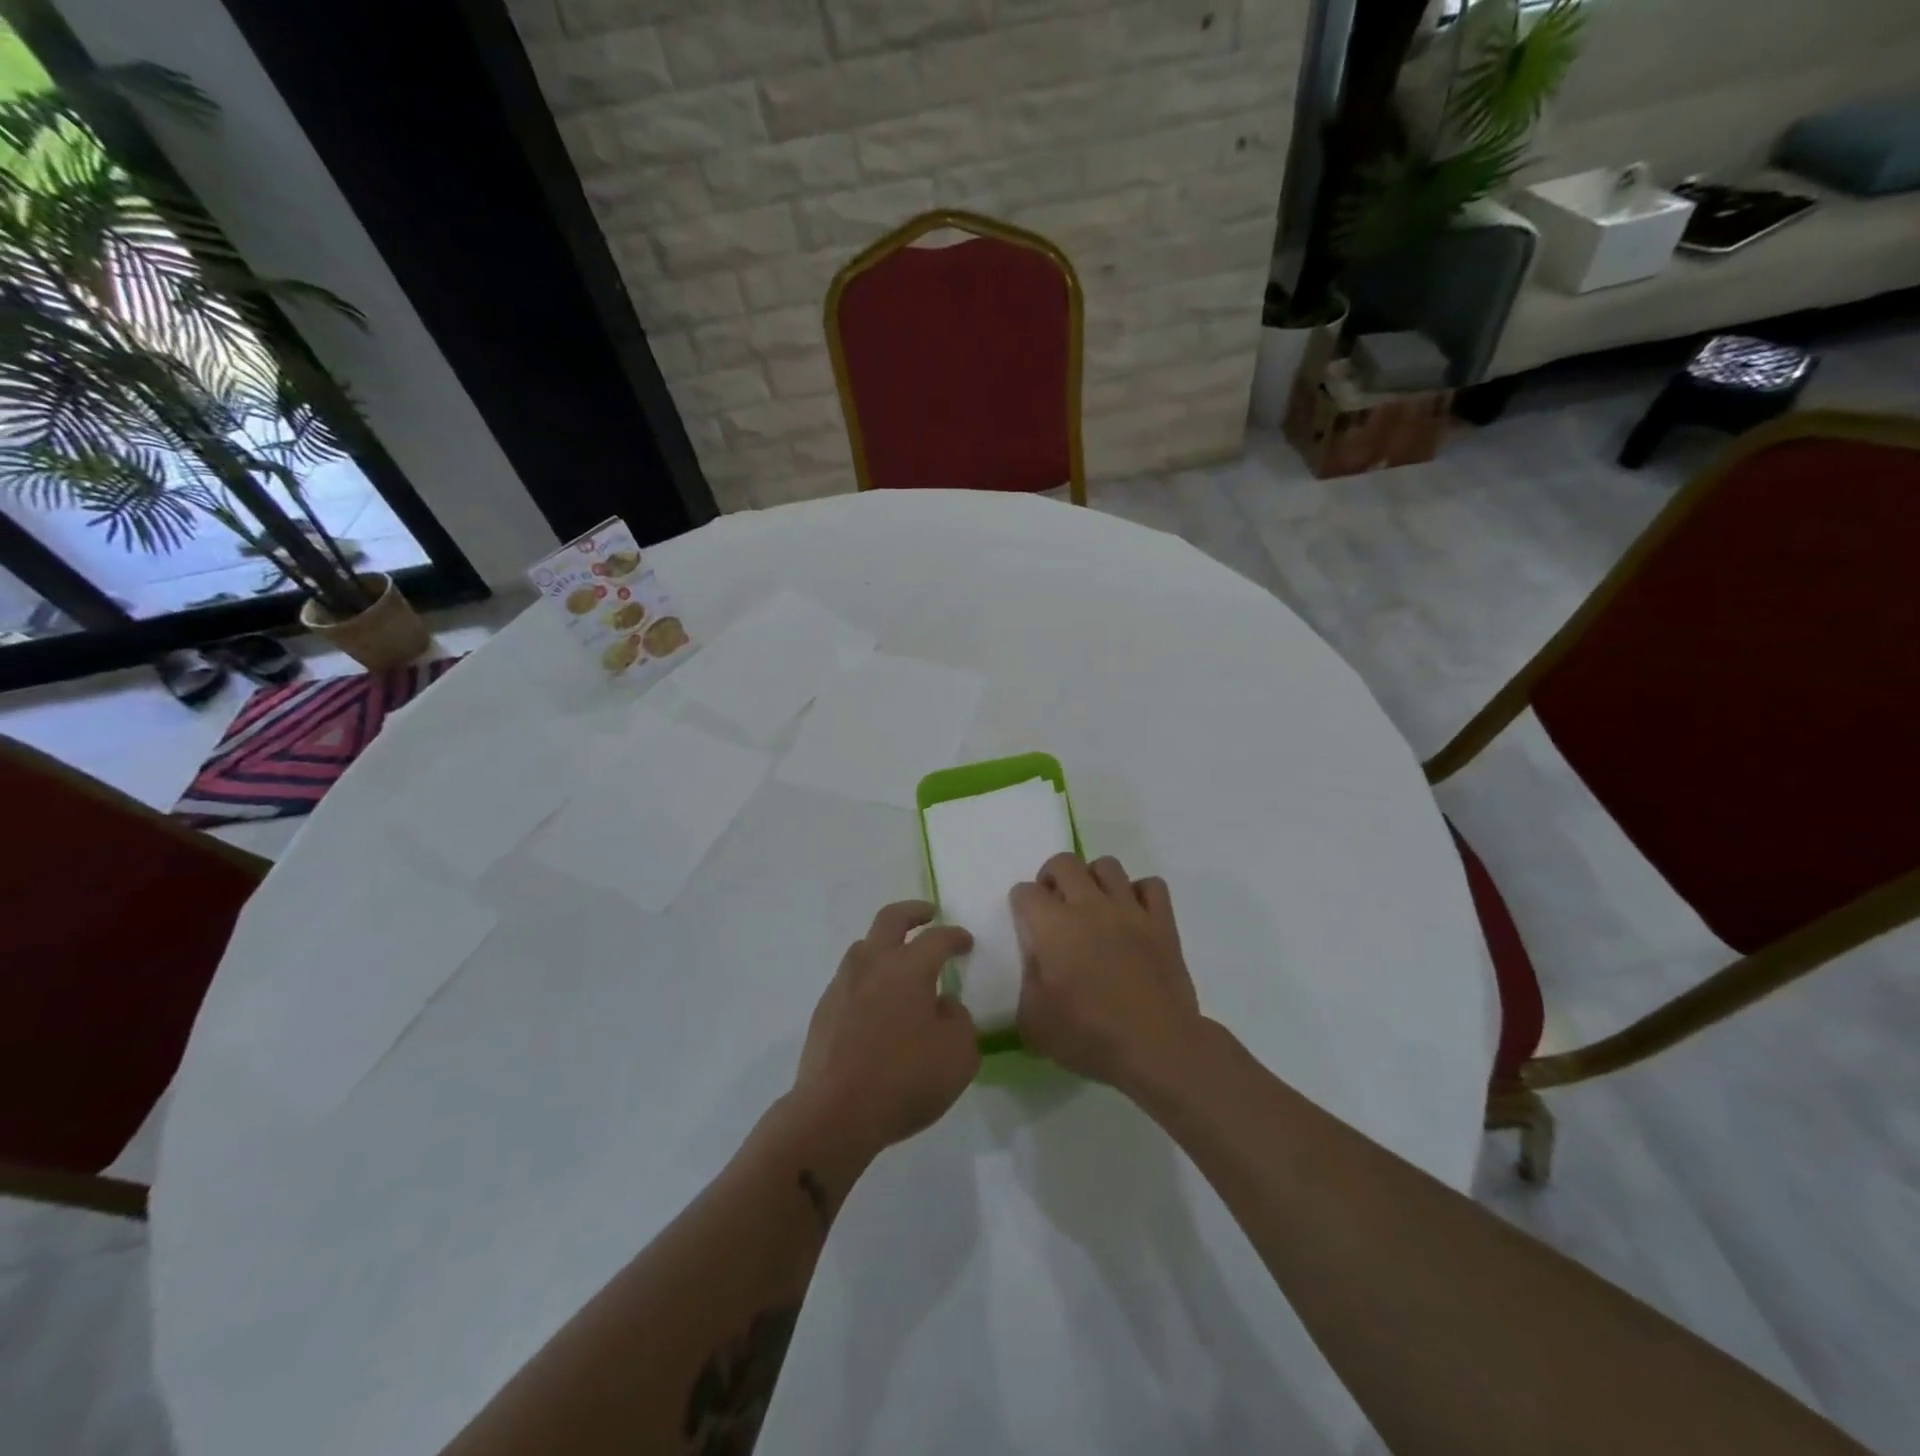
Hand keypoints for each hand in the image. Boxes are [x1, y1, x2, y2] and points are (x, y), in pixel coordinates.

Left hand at [791, 901, 978, 1165]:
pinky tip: (876, 1002)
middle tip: (928, 915)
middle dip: (913, 912)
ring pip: (863, 946)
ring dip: (884, 943)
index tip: (966, 942)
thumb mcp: (959, 1056)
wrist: (834, 1114)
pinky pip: (849, 978)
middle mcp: (873, 965)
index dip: (955, 936)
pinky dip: (867, 977)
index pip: (937, 938)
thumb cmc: (904, 1081)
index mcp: (909, 969)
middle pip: (890, 919)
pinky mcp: (824, 1010)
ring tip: (899, 961)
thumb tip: (944, 1005)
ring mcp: (843, 985)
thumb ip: (959, 1021)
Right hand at [1012, 854, 1203, 1094]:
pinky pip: (1151, 886)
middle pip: (1064, 863)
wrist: (1156, 1048)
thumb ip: (1026, 983)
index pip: (1026, 892)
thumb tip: (1035, 962)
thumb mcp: (1033, 1023)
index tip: (1027, 926)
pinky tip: (1133, 915)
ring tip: (1093, 905)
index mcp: (1053, 927)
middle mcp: (1090, 906)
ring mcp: (1129, 910)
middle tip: (1054, 905)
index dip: (1021, 905)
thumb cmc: (1089, 1037)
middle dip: (1052, 877)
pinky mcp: (1162, 922)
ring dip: (1094, 879)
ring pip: (1107, 866)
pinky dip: (1139, 893)